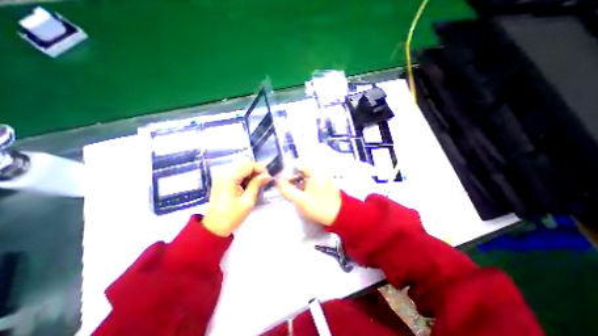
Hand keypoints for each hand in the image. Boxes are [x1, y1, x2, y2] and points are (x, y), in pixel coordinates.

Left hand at [204, 162, 272, 235]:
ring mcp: (223, 177)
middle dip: (257, 171)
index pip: (248, 165)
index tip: (268, 178)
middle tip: (264, 181)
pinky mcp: (224, 181)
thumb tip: (267, 176)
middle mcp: (225, 174)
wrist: (215, 226)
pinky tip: (250, 186)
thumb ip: (257, 185)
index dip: (260, 169)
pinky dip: (246, 178)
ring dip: (252, 174)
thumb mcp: (248, 201)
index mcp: (230, 178)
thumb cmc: (232, 216)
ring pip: (242, 169)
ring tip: (258, 184)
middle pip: (245, 165)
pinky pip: (238, 174)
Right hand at [275, 165, 340, 225]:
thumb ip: (286, 190)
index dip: (287, 173)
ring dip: (297, 181)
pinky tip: (301, 192)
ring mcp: (323, 174)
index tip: (282, 183)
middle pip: (300, 168)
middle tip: (286, 188)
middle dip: (291, 177)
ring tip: (293, 191)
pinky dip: (304, 183)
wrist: (339, 215)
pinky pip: (310, 177)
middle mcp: (319, 169)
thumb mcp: (300, 200)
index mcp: (315, 170)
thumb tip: (277, 181)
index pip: (296, 164)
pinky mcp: (324, 180)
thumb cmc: (319, 207)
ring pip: (305, 173)